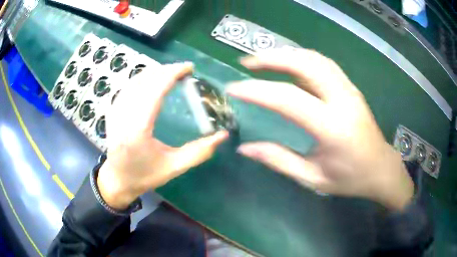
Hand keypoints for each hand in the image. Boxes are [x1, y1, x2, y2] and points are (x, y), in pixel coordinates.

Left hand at [98, 63, 227, 209]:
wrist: (118, 180)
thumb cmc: (145, 176)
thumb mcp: (174, 167)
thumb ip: (199, 152)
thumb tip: (222, 135)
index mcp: (138, 129)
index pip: (155, 89)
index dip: (173, 73)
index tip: (189, 68)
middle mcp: (123, 115)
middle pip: (146, 80)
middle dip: (167, 70)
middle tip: (184, 71)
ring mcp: (115, 111)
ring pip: (136, 80)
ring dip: (155, 72)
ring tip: (172, 74)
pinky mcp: (112, 110)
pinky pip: (129, 86)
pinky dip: (144, 78)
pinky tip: (154, 81)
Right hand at [227, 49, 413, 210]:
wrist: (380, 168)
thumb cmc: (350, 178)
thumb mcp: (312, 177)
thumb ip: (279, 160)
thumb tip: (245, 148)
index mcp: (332, 127)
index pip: (288, 99)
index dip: (257, 91)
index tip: (234, 89)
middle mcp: (342, 100)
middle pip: (304, 64)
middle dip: (272, 58)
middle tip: (247, 63)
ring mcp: (349, 89)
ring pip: (315, 58)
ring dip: (286, 54)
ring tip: (263, 60)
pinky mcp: (350, 87)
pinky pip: (323, 64)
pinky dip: (301, 58)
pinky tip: (289, 64)